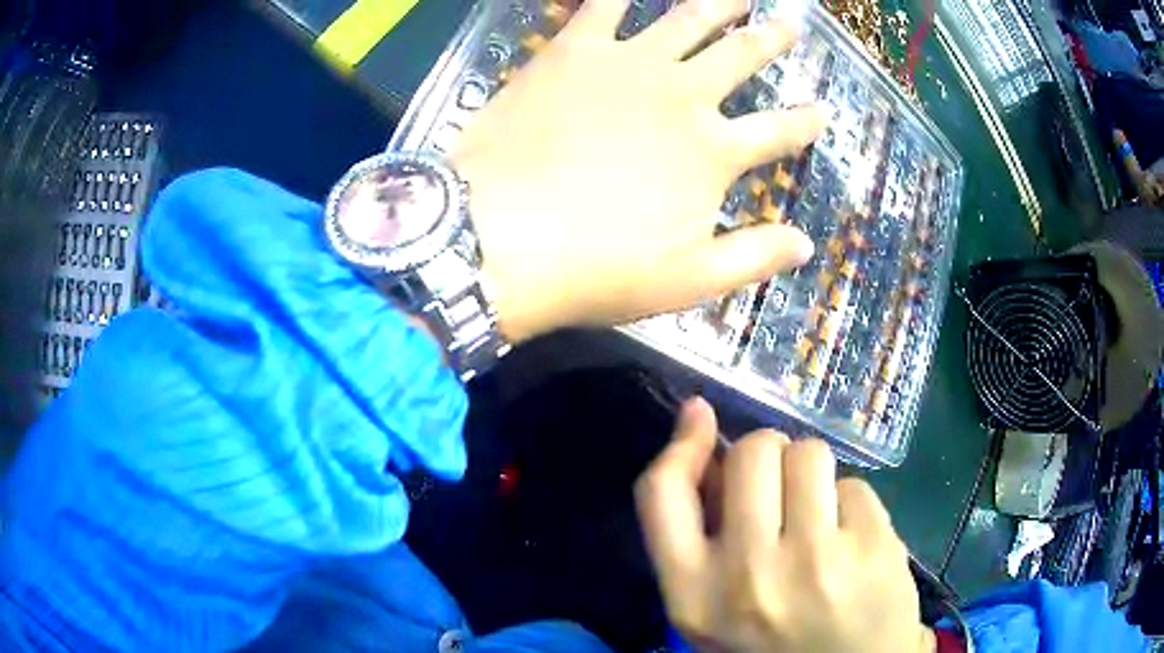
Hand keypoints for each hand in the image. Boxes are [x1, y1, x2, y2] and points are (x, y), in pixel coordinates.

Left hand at [452, 0, 821, 341]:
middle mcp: (682, 94)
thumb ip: (753, 257)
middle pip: (741, 56)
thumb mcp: (687, 281)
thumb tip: (807, 244)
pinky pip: (603, 4)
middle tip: (790, 23)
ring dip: (718, 2)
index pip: (778, 131)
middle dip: (770, 39)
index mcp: (713, 151)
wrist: (496, 236)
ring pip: (687, 19)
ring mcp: (628, 64)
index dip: (806, 122)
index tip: (822, 111)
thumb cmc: (594, 269)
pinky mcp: (573, 50)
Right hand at [635, 398, 934, 652]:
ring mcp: (815, 561)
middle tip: (782, 492)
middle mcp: (748, 576)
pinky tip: (854, 542)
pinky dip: (850, 502)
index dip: (681, 444)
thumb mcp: (714, 608)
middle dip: (767, 457)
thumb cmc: (774, 641)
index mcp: (693, 597)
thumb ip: (701, 534)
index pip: (661, 493)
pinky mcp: (872, 548)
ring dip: (812, 475)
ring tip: (820, 518)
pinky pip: (854, 483)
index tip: (700, 417)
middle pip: (751, 452)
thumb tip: (702, 432)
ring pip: (809, 453)